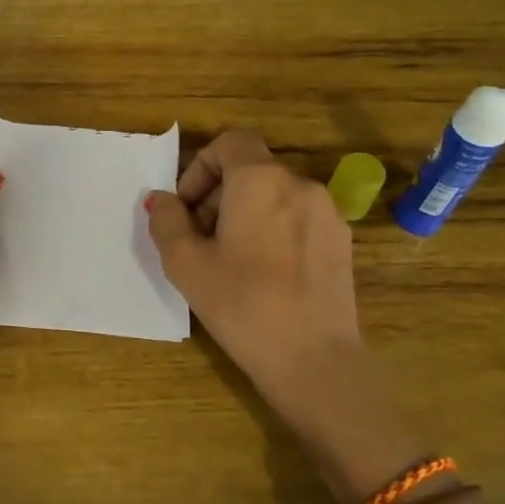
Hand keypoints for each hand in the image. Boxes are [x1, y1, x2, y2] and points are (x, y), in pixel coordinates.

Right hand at [145, 133, 385, 463]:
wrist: (314, 360)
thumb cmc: (242, 305)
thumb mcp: (186, 264)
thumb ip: (167, 222)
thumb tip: (163, 200)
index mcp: (260, 181)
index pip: (230, 143)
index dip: (200, 167)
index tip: (187, 208)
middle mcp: (300, 185)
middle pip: (251, 169)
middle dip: (218, 195)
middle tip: (200, 239)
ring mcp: (328, 214)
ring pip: (275, 195)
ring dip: (245, 213)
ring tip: (230, 261)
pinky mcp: (342, 243)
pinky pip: (298, 219)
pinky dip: (274, 230)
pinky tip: (265, 275)